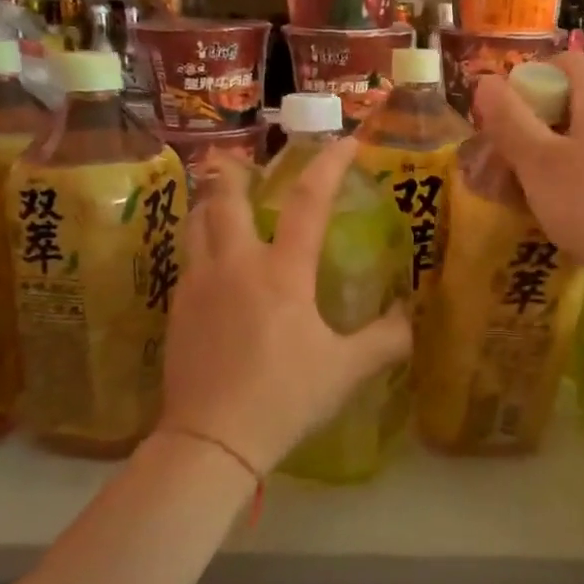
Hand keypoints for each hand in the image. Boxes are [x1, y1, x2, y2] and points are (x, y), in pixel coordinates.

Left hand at [158, 136, 411, 475]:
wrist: (210, 440)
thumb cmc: (284, 398)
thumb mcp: (346, 371)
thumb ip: (385, 341)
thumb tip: (407, 318)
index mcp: (282, 273)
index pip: (308, 202)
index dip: (328, 165)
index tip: (344, 142)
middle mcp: (235, 265)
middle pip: (224, 198)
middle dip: (233, 171)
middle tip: (241, 161)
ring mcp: (198, 286)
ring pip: (195, 225)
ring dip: (210, 204)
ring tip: (220, 200)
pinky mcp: (176, 310)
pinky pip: (187, 260)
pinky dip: (200, 245)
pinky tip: (212, 265)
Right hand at [471, 51, 583, 272]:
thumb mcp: (537, 161)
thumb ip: (509, 119)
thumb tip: (486, 81)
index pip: (567, 61)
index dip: (532, 76)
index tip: (506, 110)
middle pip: (574, 98)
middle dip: (535, 121)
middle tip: (507, 153)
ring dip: (551, 151)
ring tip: (526, 185)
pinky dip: (574, 172)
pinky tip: (559, 204)